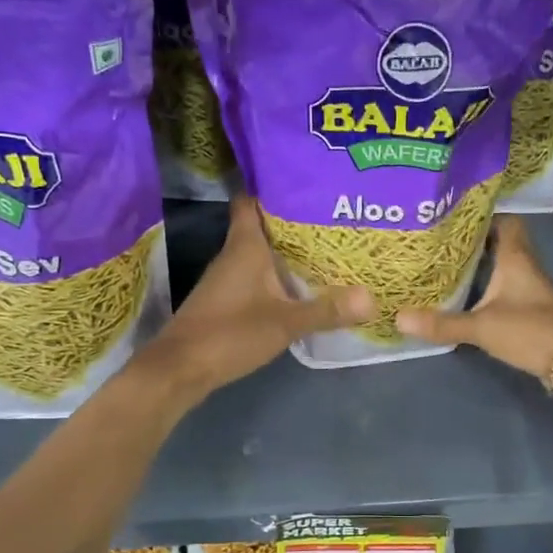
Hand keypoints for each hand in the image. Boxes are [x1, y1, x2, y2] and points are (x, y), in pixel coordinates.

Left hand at [145, 197, 373, 400]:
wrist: (180, 369)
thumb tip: (371, 298)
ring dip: (288, 251)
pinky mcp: (227, 300)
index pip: (251, 200)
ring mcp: (228, 278)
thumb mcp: (285, 323)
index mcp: (244, 246)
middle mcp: (233, 255)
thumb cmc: (229, 334)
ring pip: (261, 253)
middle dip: (294, 221)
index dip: (273, 187)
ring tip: (328, 248)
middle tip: (334, 218)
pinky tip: (302, 285)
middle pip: (263, 226)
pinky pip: (258, 277)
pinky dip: (278, 276)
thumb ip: (326, 310)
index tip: (305, 183)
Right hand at [395, 216, 552, 383]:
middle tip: (442, 240)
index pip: (504, 220)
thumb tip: (398, 318)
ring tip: (448, 264)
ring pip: (505, 265)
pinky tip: (470, 295)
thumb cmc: (530, 331)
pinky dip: (490, 286)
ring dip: (482, 263)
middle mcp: (526, 265)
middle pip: (502, 241)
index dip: (483, 214)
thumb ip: (441, 323)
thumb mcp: (481, 327)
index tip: (454, 214)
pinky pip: (508, 286)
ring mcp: (532, 288)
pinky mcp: (533, 308)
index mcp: (516, 257)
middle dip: (475, 240)